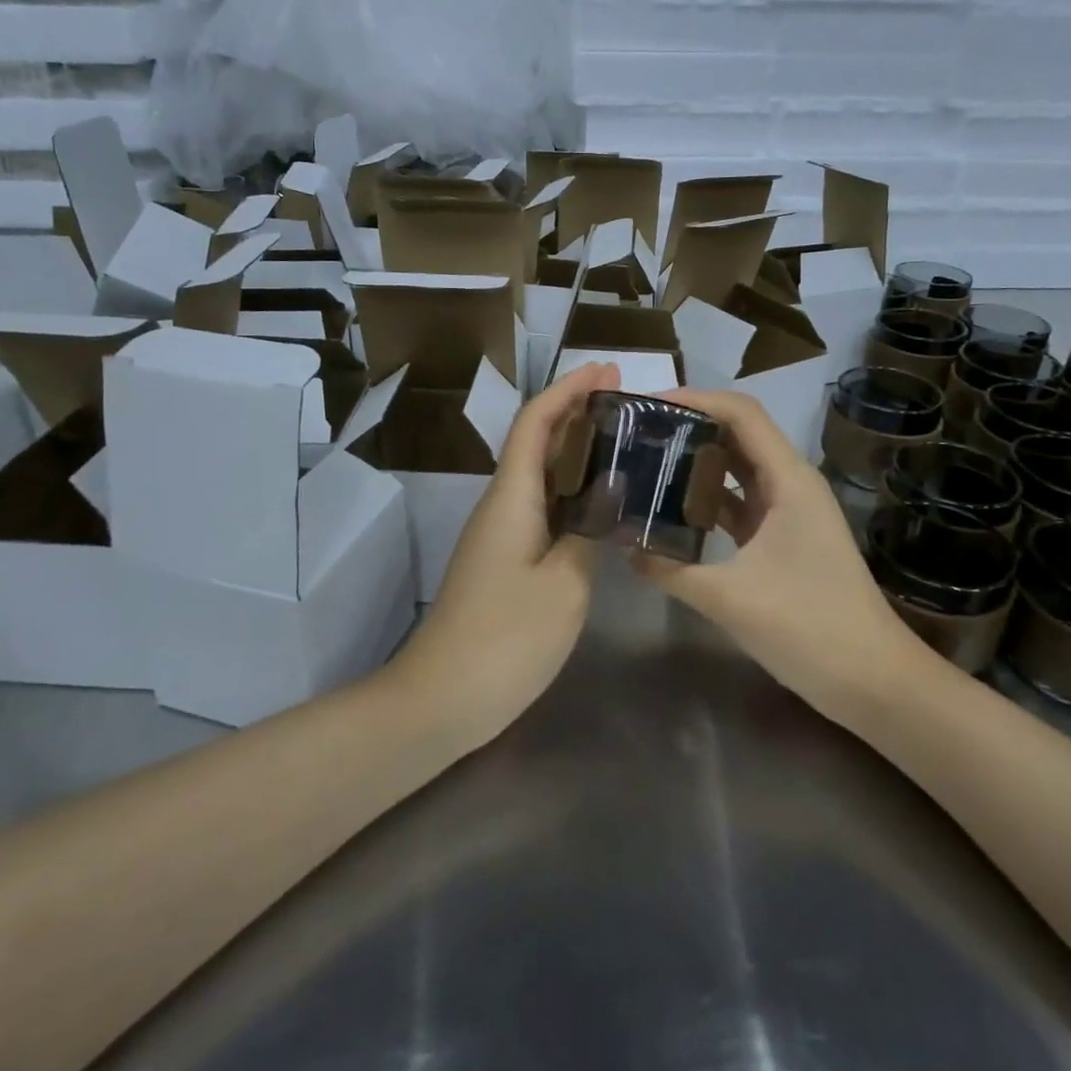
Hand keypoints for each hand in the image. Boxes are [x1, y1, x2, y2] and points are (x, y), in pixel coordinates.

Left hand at [383, 361, 618, 749]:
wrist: (441, 699)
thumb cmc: (504, 639)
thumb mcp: (563, 585)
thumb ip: (589, 532)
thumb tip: (610, 492)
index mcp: (511, 498)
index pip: (536, 423)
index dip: (569, 390)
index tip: (608, 370)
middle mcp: (501, 505)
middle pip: (536, 441)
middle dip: (577, 412)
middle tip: (630, 402)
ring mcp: (500, 535)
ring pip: (540, 475)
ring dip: (576, 451)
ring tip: (626, 443)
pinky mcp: (504, 561)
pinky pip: (541, 508)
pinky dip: (572, 491)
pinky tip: (602, 504)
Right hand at [632, 389, 940, 717]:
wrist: (872, 680)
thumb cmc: (809, 626)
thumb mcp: (730, 598)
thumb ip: (671, 568)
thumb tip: (624, 547)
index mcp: (788, 480)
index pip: (741, 414)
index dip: (695, 399)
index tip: (647, 405)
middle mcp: (790, 484)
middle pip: (738, 434)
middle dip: (690, 426)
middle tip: (637, 431)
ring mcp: (789, 512)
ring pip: (738, 470)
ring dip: (698, 463)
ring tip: (646, 462)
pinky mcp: (784, 539)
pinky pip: (740, 504)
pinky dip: (708, 501)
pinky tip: (672, 511)